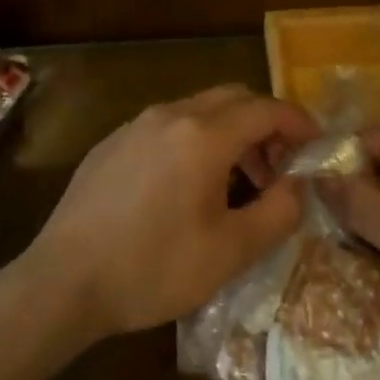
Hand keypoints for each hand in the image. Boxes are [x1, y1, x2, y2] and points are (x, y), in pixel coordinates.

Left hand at [20, 85, 319, 342]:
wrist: (64, 280)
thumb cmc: (153, 268)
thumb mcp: (231, 251)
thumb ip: (279, 211)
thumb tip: (299, 184)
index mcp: (203, 135)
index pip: (266, 109)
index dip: (299, 124)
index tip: (316, 147)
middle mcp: (168, 116)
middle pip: (232, 98)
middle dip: (264, 126)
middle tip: (278, 169)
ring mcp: (134, 126)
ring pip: (197, 110)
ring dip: (229, 134)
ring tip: (236, 184)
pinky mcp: (110, 143)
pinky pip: (165, 127)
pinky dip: (193, 141)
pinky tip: (186, 188)